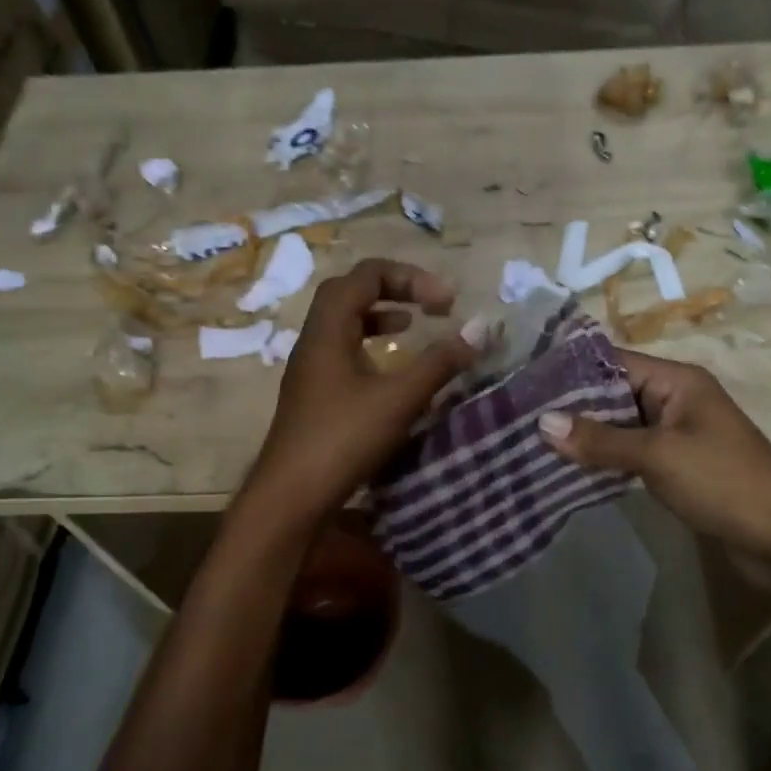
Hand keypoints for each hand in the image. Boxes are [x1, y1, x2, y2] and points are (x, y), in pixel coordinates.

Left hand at [244, 259, 482, 525]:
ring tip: (412, 326)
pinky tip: (391, 371)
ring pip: (344, 324)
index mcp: (328, 329)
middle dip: (393, 289)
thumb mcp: (399, 399)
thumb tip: (479, 330)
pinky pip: (343, 352)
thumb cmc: (342, 440)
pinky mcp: (315, 395)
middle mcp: (314, 341)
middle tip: (429, 304)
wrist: (291, 496)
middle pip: (350, 292)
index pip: (366, 275)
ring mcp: (311, 369)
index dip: (410, 277)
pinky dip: (370, 347)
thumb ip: (439, 362)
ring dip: (379, 316)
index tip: (446, 303)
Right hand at [538, 350, 770, 552]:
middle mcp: (674, 400)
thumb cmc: (723, 481)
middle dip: (572, 407)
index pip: (613, 363)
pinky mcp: (677, 466)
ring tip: (534, 442)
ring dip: (586, 436)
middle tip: (520, 417)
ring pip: (620, 426)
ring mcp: (676, 434)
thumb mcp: (657, 455)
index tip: (526, 383)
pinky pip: (631, 453)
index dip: (571, 371)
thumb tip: (543, 423)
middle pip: (613, 394)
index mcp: (676, 381)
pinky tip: (570, 468)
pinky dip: (605, 459)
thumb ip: (600, 440)